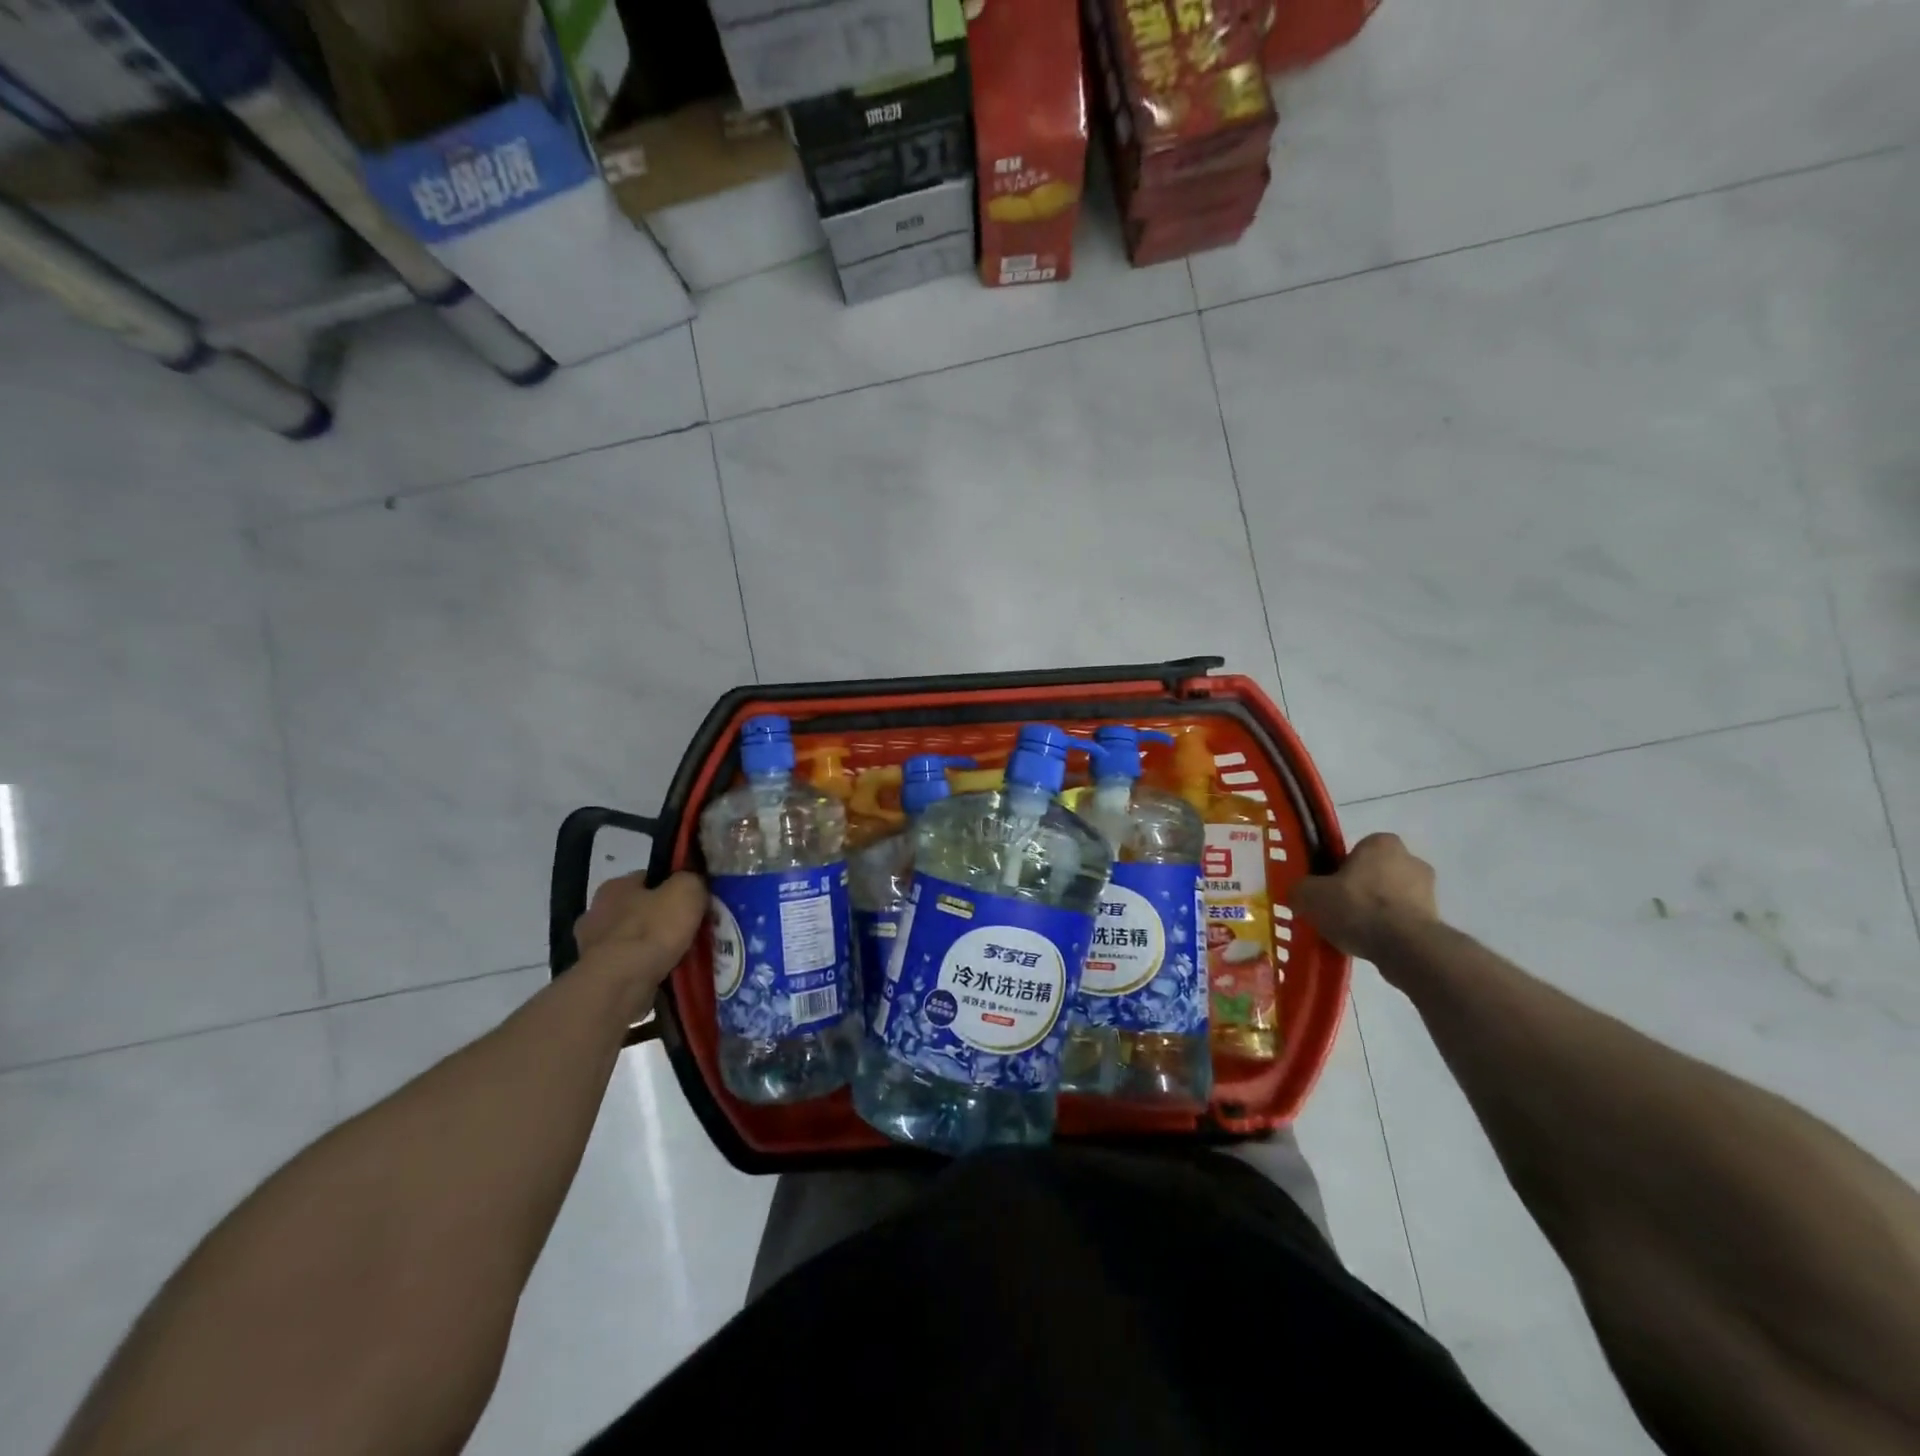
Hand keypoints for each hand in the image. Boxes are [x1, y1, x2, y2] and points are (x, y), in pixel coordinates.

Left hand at [574, 870, 705, 1003]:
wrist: (620, 984)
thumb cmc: (652, 930)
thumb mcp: (686, 891)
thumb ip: (691, 880)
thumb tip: (692, 883)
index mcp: (615, 886)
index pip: (648, 879)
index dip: (671, 888)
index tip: (690, 902)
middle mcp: (596, 912)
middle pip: (637, 910)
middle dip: (658, 919)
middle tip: (687, 931)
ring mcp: (590, 947)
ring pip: (631, 940)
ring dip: (649, 947)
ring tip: (678, 957)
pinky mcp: (594, 977)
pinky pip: (626, 967)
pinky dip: (642, 970)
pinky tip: (662, 976)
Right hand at [1288, 833, 1438, 964]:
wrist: (1405, 948)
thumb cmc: (1356, 907)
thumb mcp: (1309, 895)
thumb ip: (1300, 889)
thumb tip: (1299, 894)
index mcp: (1381, 843)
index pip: (1356, 850)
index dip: (1339, 869)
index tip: (1329, 889)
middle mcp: (1411, 859)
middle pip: (1375, 873)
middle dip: (1360, 889)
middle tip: (1339, 911)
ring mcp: (1429, 890)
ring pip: (1391, 897)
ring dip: (1376, 911)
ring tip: (1354, 934)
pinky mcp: (1437, 919)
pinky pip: (1404, 921)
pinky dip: (1390, 930)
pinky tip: (1373, 945)